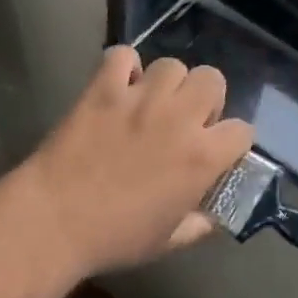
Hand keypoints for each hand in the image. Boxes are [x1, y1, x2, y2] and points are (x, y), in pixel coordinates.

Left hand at [19, 47, 254, 277]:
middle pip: (212, 79)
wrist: (55, 220)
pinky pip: (122, 55)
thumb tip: (210, 219)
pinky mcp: (102, 89)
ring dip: (167, 82)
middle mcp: (178, 118)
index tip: (217, 151)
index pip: (242, 130)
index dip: (232, 141)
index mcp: (202, 157)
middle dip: (205, 98)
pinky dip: (124, 66)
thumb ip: (197, 226)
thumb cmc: (114, 237)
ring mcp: (139, 98)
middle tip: (185, 120)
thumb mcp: (167, 242)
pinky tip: (118, 86)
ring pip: (171, 65)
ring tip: (151, 102)